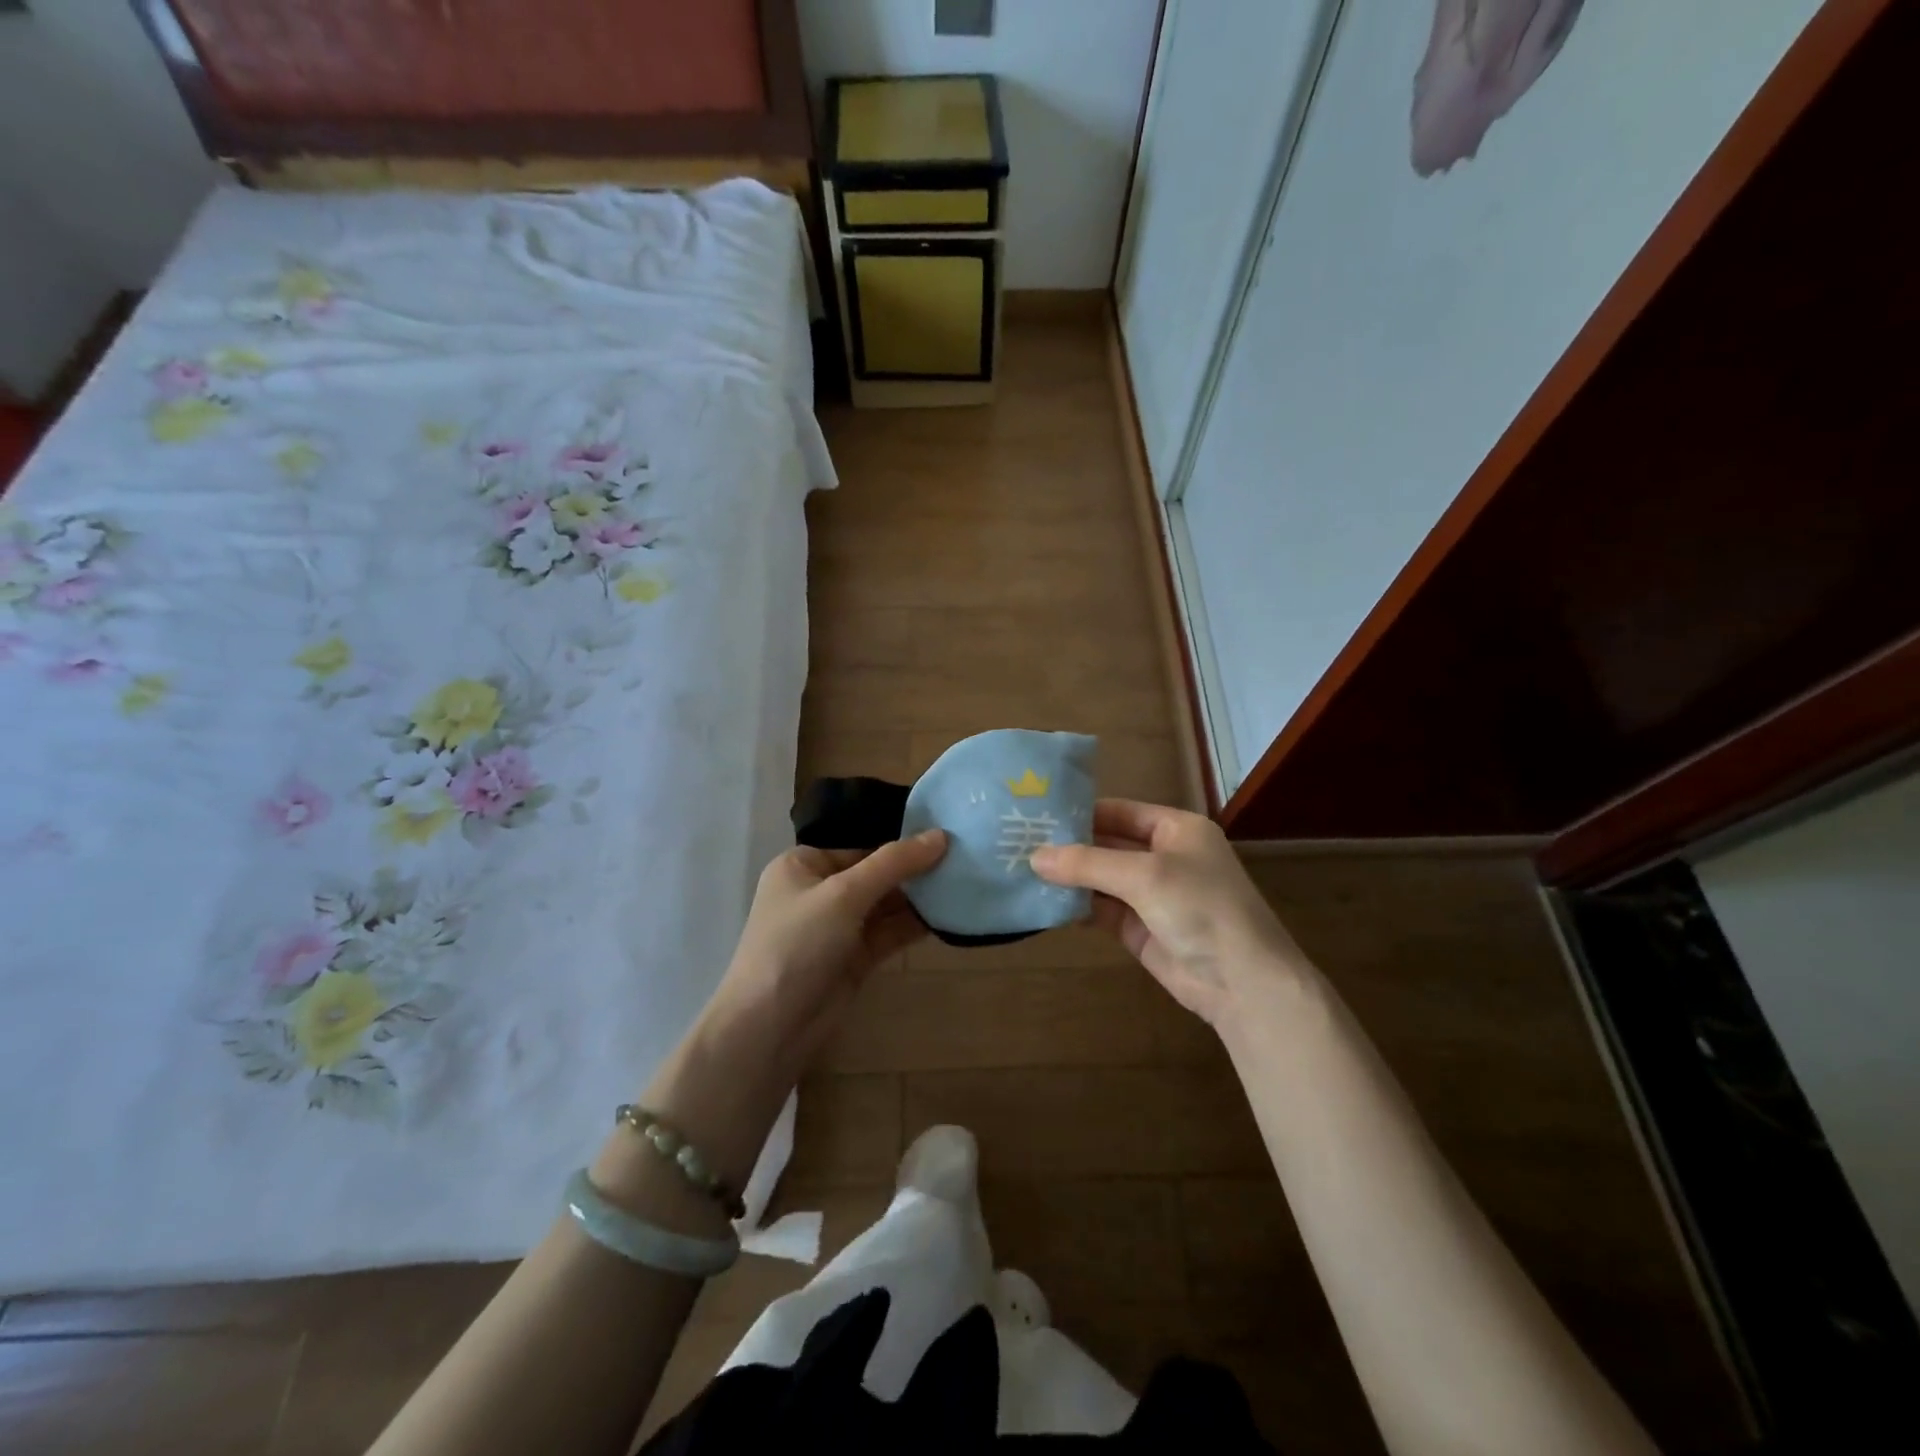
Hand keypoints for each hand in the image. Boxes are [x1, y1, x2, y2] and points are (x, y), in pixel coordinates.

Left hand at [631, 831, 946, 1197]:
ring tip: (964, 883)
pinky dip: (914, 925)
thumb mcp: (844, 894)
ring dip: (919, 898)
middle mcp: (818, 892)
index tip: (946, 838)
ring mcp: (836, 928)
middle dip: (914, 871)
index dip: (900, 843)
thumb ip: (893, 864)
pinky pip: (888, 933)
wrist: (770, 1027)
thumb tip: (940, 835)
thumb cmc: (797, 944)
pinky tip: (948, 915)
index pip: (859, 846)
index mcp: (802, 866)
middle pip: (875, 874)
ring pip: (885, 905)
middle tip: (964, 860)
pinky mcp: (853, 959)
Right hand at [1031, 800, 1303, 1025]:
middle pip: (1107, 844)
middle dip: (1068, 846)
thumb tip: (1034, 857)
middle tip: (1019, 843)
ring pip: (1101, 879)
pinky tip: (1044, 902)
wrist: (1242, 983)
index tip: (1036, 814)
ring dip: (1068, 877)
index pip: (1119, 811)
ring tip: (1021, 870)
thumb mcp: (1144, 875)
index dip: (1080, 812)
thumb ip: (1088, 863)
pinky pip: (1101, 910)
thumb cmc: (1200, 908)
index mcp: (1176, 829)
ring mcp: (1152, 894)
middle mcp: (1163, 856)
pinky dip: (1077, 906)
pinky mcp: (1140, 929)